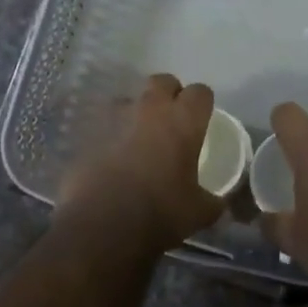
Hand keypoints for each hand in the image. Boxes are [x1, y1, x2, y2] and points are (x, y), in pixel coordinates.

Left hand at [58, 74, 221, 251]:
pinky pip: (105, 122)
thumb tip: (219, 203)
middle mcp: (150, 109)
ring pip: (130, 99)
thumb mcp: (199, 213)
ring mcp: (115, 117)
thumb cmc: (159, 213)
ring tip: (138, 138)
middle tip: (171, 121)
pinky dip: (111, 133)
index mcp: (183, 121)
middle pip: (163, 81)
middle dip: (169, 94)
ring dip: (137, 112)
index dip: (202, 103)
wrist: (102, 224)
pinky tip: (112, 156)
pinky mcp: (88, 131)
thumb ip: (213, 201)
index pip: (200, 92)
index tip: (201, 120)